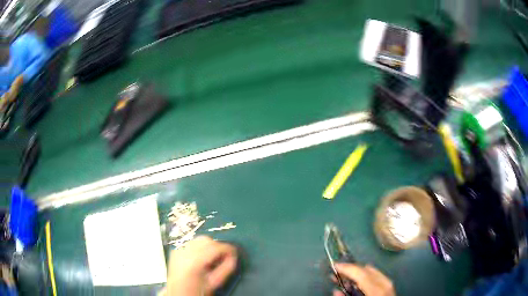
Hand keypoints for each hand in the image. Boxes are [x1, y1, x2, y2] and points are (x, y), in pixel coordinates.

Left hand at [165, 236, 237, 295]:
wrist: (178, 294)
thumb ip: (226, 268)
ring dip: (208, 246)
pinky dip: (199, 248)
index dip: (228, 249)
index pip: (215, 247)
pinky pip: (191, 244)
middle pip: (206, 240)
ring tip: (211, 259)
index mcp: (194, 262)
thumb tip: (233, 256)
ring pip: (198, 239)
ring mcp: (178, 250)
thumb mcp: (215, 282)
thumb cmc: (197, 291)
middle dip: (217, 247)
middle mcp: (184, 252)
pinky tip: (201, 259)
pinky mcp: (176, 251)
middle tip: (223, 258)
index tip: (234, 254)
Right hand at [332, 263, 394, 295]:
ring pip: (373, 273)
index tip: (334, 265)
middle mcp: (385, 284)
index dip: (347, 268)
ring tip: (346, 278)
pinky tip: (360, 283)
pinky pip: (378, 278)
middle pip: (367, 270)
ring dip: (358, 274)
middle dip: (352, 270)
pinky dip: (367, 277)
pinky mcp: (390, 289)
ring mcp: (389, 286)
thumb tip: (336, 291)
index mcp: (376, 290)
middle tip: (338, 272)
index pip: (361, 273)